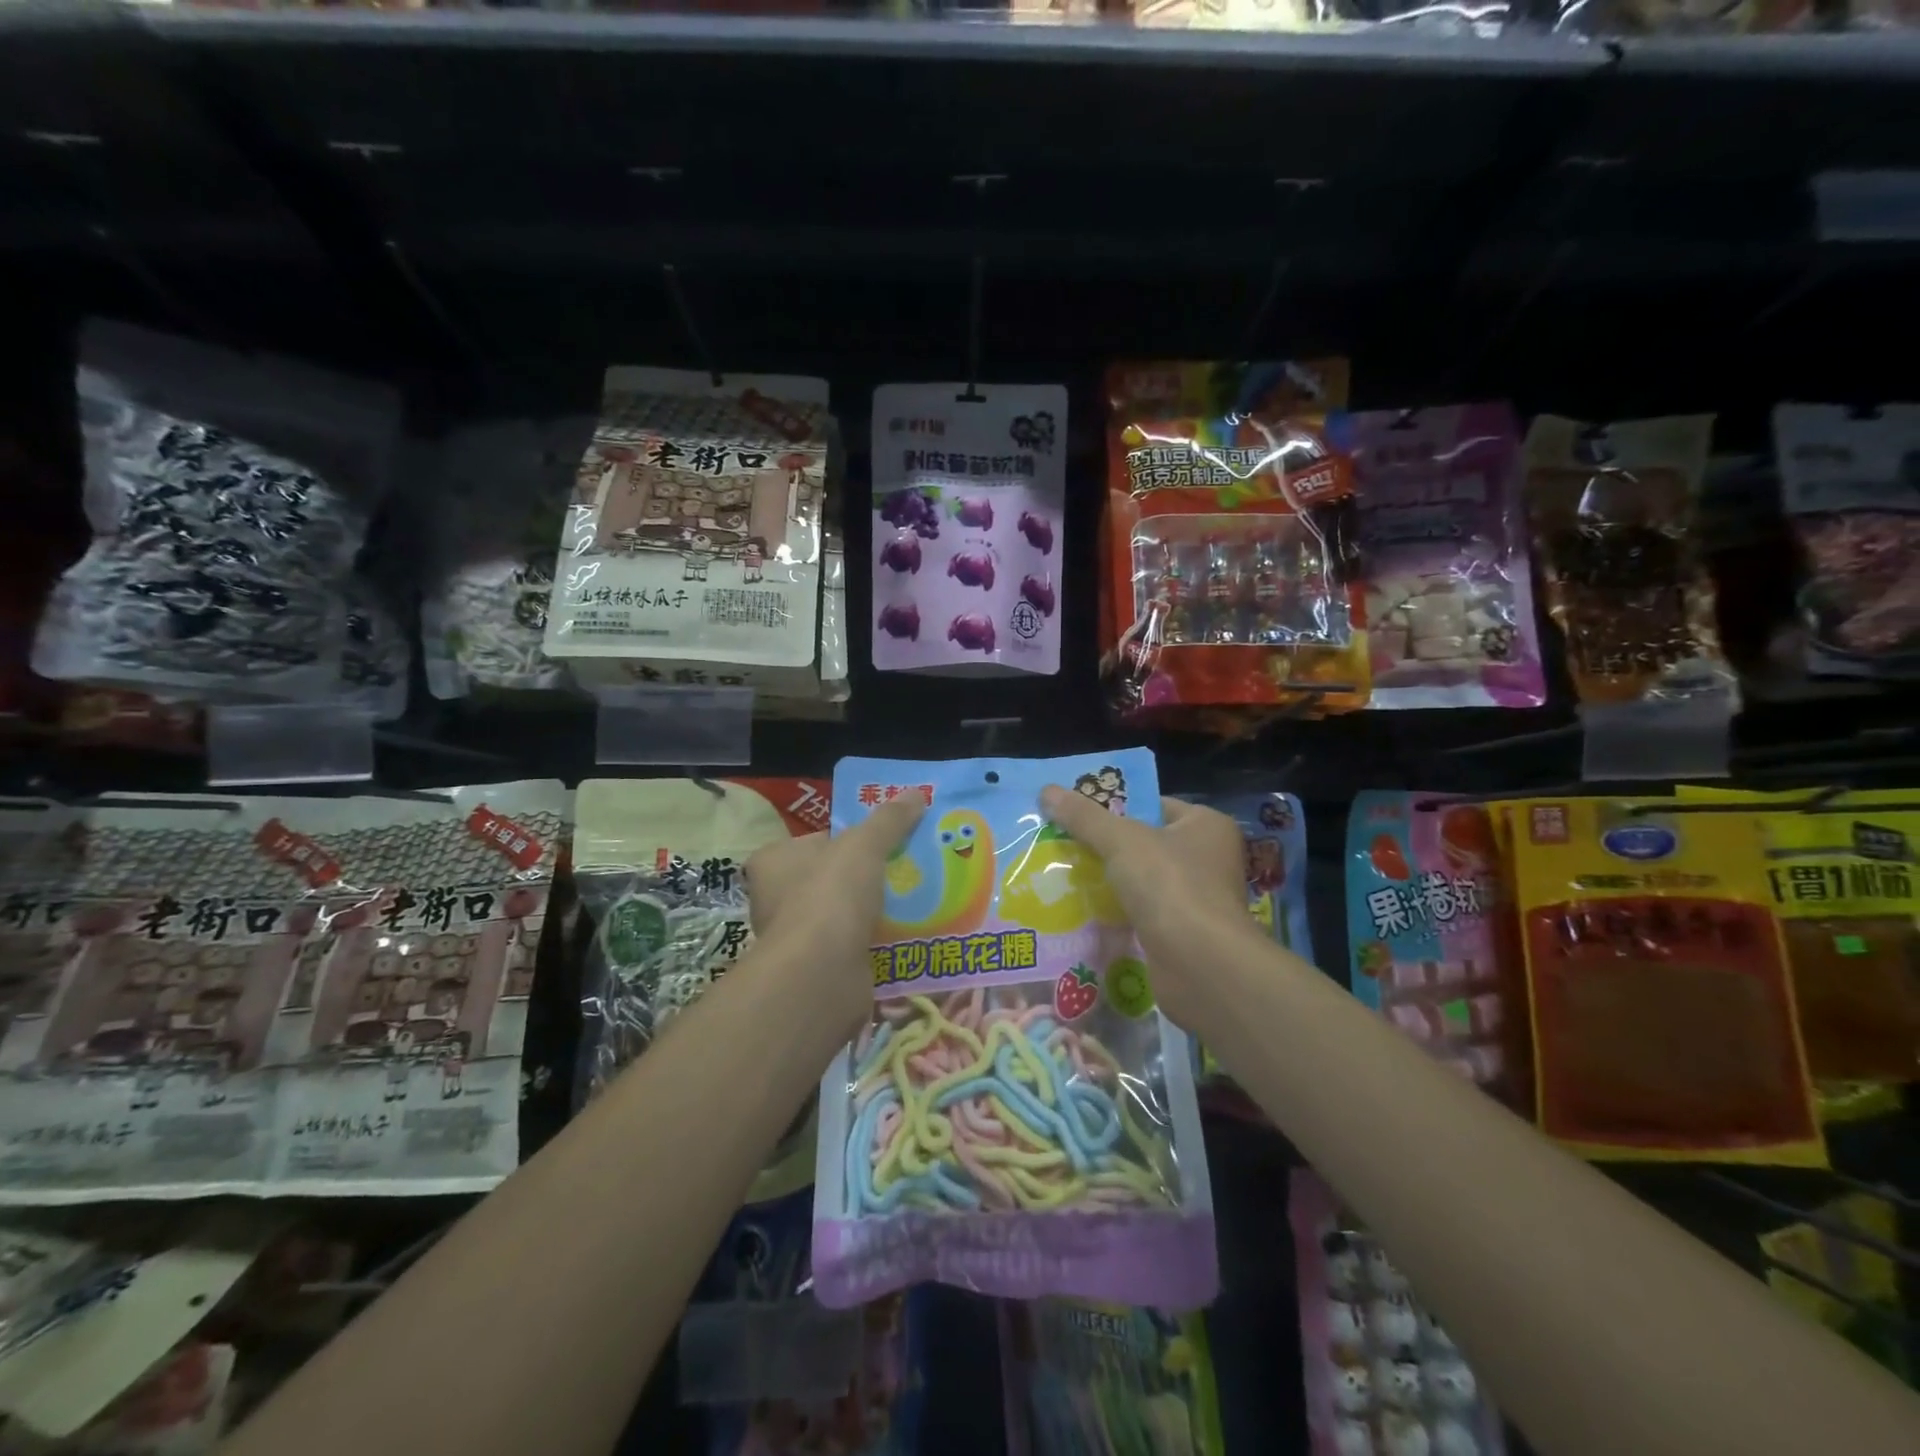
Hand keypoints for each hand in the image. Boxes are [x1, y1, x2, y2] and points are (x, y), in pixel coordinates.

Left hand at [743, 797, 924, 1033]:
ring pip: (845, 915)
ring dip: (875, 912)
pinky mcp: (818, 970)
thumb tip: (916, 793)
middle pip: (832, 879)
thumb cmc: (831, 896)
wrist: (822, 974)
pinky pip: (855, 948)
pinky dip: (878, 943)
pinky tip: (910, 935)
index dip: (847, 839)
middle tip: (906, 869)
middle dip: (866, 877)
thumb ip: (889, 820)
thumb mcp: (865, 845)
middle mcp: (776, 899)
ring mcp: (797, 939)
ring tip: (917, 900)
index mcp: (774, 863)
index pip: (814, 842)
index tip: (882, 842)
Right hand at [1038, 786, 1252, 1028]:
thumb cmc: (1170, 886)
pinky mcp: (1180, 933)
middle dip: (1102, 846)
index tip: (1074, 812)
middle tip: (1058, 841)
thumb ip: (1084, 816)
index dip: (1113, 806)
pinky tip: (1077, 910)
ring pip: (1138, 880)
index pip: (1153, 805)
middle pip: (1143, 843)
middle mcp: (1207, 858)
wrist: (1201, 966)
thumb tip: (1047, 790)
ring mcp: (1194, 899)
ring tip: (1058, 873)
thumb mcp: (1121, 840)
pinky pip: (1138, 913)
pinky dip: (1113, 912)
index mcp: (1205, 825)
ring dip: (1105, 880)